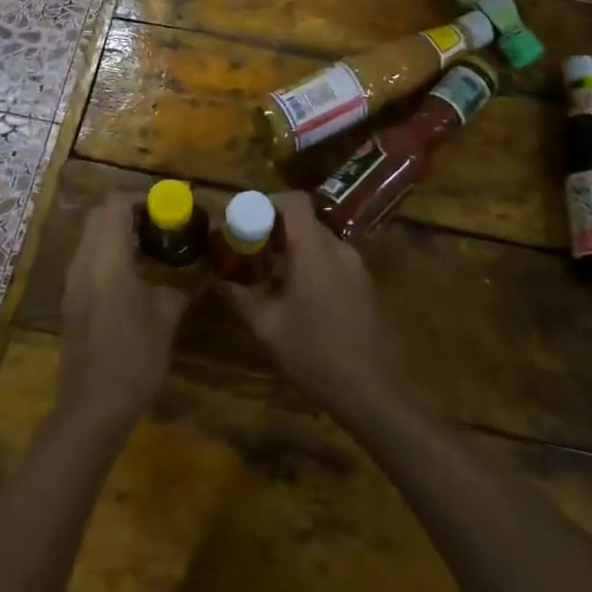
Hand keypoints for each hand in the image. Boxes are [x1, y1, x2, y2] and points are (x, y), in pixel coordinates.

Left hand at [57, 195, 192, 425]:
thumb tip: (204, 270)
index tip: (170, 210)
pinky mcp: (73, 298)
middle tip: (163, 224)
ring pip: (92, 235)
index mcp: (106, 259)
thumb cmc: (133, 357)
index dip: (143, 198)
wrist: (92, 408)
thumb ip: (183, 285)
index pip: (115, 204)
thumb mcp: (166, 317)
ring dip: (120, 231)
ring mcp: (73, 281)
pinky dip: (111, 251)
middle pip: (100, 214)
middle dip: (131, 211)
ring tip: (155, 246)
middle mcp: (83, 262)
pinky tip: (138, 273)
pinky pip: (90, 257)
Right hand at [220, 193, 407, 424]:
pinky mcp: (364, 286)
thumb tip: (219, 279)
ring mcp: (357, 267)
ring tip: (269, 273)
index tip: (245, 218)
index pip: (295, 201)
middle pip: (306, 221)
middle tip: (250, 248)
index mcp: (315, 250)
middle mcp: (339, 249)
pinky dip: (311, 263)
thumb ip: (241, 296)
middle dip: (276, 228)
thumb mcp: (267, 326)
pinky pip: (333, 260)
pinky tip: (296, 294)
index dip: (268, 201)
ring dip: (293, 248)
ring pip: (319, 241)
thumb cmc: (314, 353)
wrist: (371, 390)